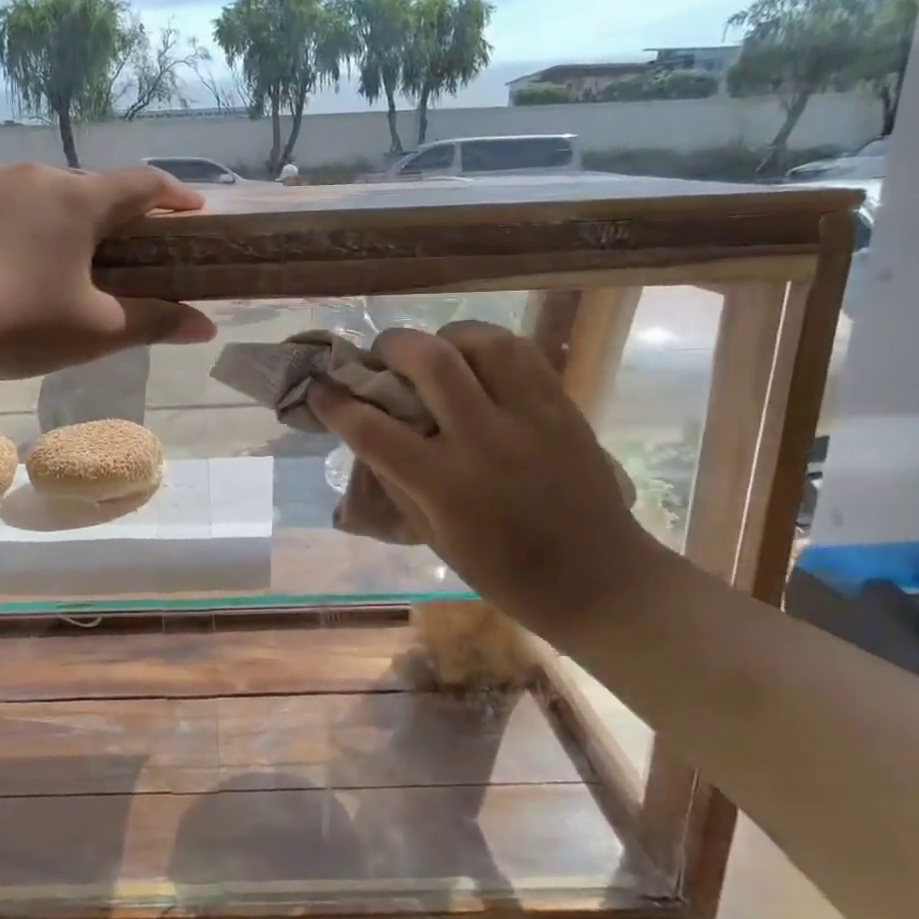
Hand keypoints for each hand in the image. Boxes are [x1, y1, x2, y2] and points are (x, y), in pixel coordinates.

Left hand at [0, 162, 216, 379]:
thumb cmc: (16, 326)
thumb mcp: (94, 331)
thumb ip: (155, 323)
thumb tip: (208, 328)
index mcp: (77, 202)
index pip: (141, 185)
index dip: (171, 195)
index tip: (190, 208)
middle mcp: (28, 174)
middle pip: (80, 187)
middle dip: (100, 213)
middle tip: (105, 248)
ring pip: (24, 190)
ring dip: (41, 215)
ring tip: (34, 255)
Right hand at [307, 320, 666, 636]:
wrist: (598, 580)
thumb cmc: (503, 572)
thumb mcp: (432, 536)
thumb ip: (397, 480)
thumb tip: (368, 434)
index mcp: (445, 485)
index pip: (373, 430)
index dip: (335, 404)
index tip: (320, 389)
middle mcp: (485, 441)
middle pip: (431, 361)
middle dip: (392, 345)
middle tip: (382, 354)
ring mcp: (530, 418)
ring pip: (482, 341)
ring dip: (445, 337)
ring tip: (436, 352)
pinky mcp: (562, 406)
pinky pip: (521, 351)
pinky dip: (488, 345)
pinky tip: (478, 362)